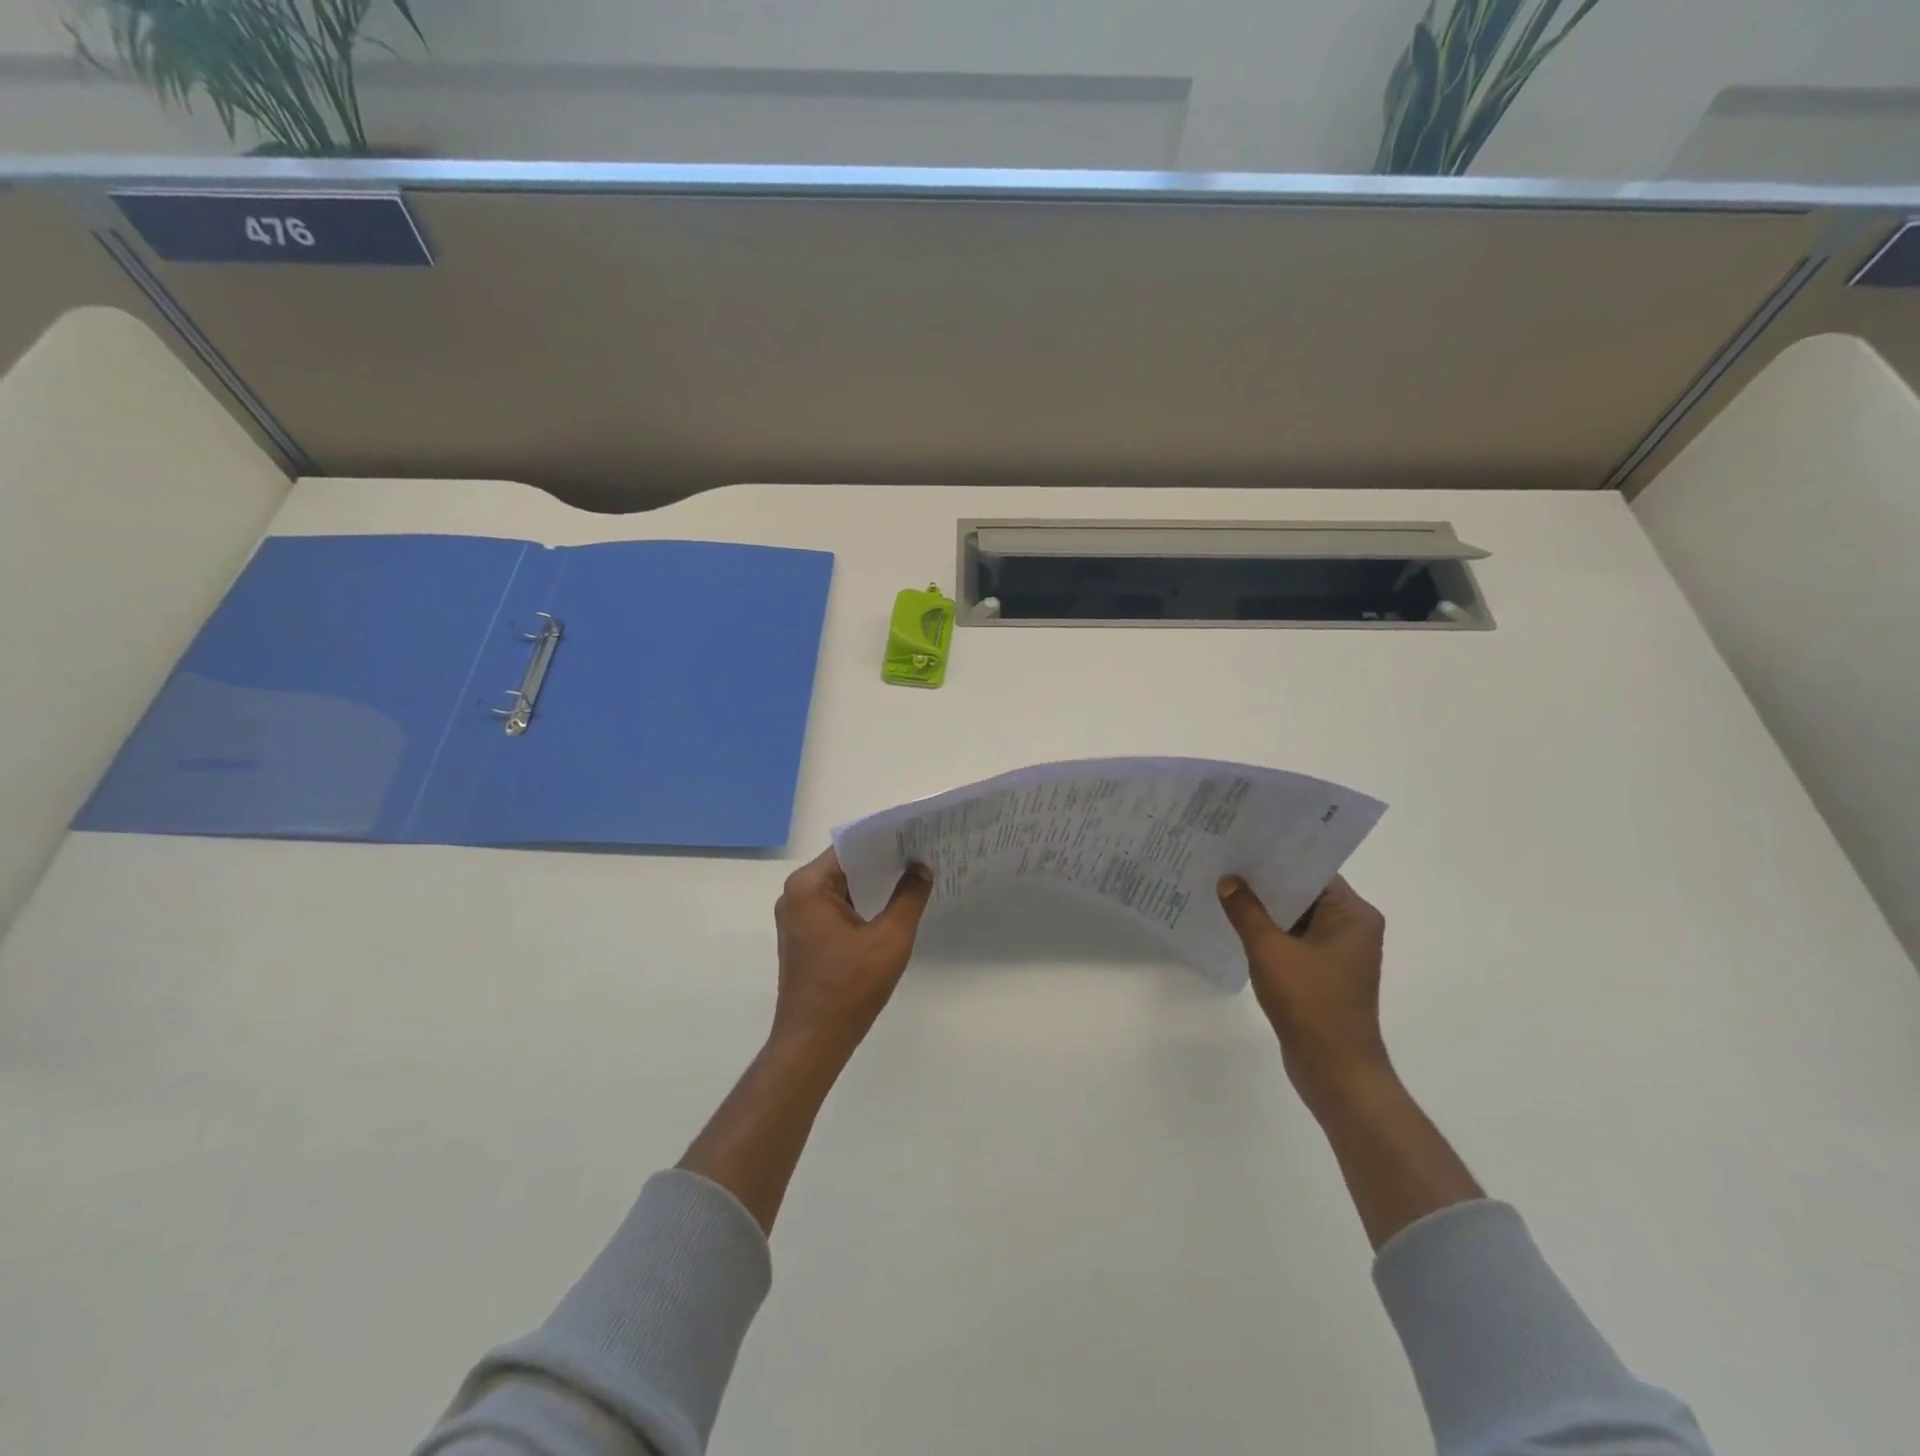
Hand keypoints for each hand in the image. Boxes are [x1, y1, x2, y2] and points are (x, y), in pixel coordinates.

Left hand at [772, 848, 933, 1055]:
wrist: (814, 1041)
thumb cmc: (850, 987)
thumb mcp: (890, 938)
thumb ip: (909, 896)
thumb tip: (921, 866)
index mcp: (809, 886)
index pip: (851, 847)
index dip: (885, 840)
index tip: (917, 835)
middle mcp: (796, 894)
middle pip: (844, 865)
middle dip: (882, 860)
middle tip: (922, 852)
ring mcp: (797, 916)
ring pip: (841, 887)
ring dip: (872, 883)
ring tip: (913, 874)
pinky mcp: (803, 936)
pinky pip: (835, 907)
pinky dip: (861, 903)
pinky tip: (891, 905)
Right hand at [1217, 875, 1391, 1112]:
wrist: (1335, 1071)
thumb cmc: (1310, 1003)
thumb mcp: (1270, 951)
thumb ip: (1246, 911)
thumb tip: (1228, 880)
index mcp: (1353, 914)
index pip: (1313, 870)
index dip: (1277, 856)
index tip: (1243, 841)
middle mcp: (1351, 927)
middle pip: (1303, 891)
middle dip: (1265, 880)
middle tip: (1225, 859)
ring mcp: (1338, 952)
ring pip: (1296, 917)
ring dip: (1264, 908)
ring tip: (1223, 886)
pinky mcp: (1323, 972)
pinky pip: (1293, 939)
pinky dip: (1269, 932)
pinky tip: (1235, 923)